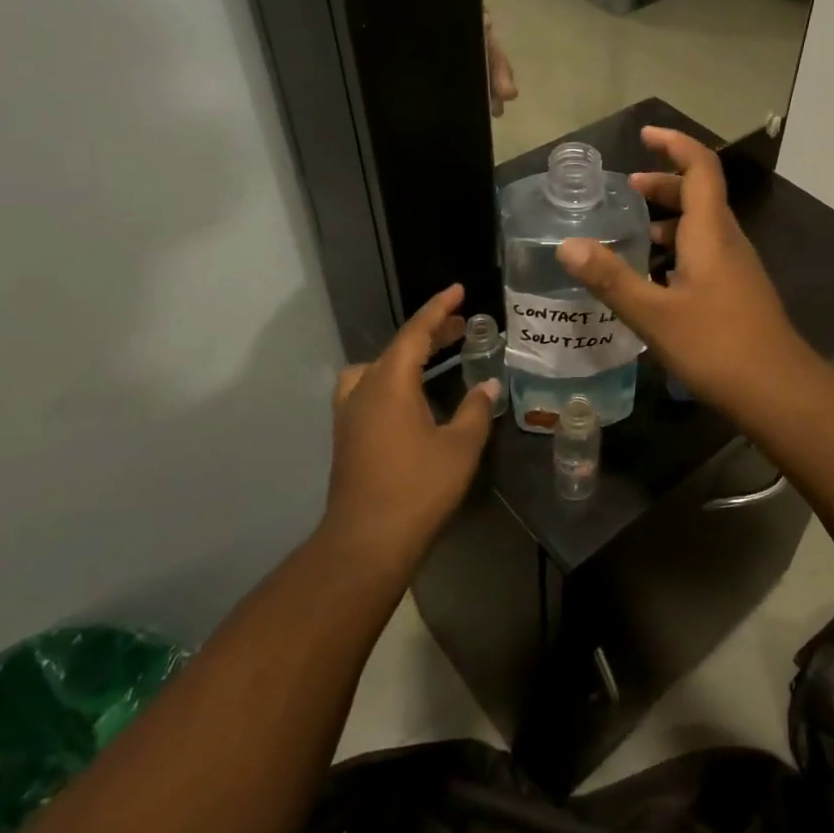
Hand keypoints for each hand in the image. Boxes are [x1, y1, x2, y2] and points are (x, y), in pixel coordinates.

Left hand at [324, 285, 497, 577]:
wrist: (367, 541)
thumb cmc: (418, 488)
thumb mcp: (460, 446)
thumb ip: (475, 411)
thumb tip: (486, 387)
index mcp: (390, 383)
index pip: (415, 332)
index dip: (438, 309)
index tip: (458, 291)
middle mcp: (364, 390)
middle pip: (396, 348)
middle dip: (428, 333)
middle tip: (460, 326)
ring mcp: (350, 414)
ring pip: (376, 368)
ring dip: (405, 356)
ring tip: (433, 361)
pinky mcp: (347, 436)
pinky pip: (369, 389)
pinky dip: (392, 379)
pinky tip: (413, 400)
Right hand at [556, 127, 815, 414]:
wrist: (778, 390)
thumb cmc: (716, 346)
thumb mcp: (654, 314)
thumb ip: (610, 279)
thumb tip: (567, 246)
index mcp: (711, 232)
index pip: (700, 167)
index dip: (675, 144)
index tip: (645, 134)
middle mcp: (728, 241)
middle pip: (700, 194)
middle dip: (665, 183)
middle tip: (628, 188)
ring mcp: (737, 267)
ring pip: (703, 226)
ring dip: (670, 218)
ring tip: (632, 231)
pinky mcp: (737, 291)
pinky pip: (706, 252)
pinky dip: (678, 247)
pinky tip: (654, 276)